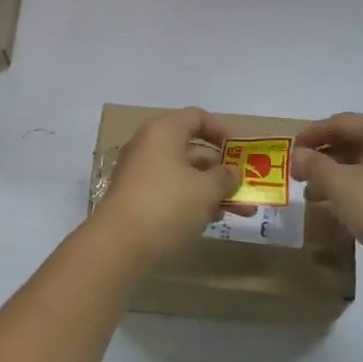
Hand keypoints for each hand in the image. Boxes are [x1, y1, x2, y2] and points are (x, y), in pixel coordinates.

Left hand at [92, 108, 242, 267]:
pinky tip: (211, 221)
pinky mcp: (135, 199)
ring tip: (239, 212)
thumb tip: (231, 173)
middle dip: (221, 170)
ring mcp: (139, 173)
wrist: (119, 244)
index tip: (240, 151)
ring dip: (211, 190)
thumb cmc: (168, 204)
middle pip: (192, 149)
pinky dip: (191, 202)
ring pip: (183, 174)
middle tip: (244, 187)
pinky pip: (170, 192)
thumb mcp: (206, 190)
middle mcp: (148, 146)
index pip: (197, 117)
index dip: (221, 131)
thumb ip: (225, 178)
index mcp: (164, 131)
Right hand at [294, 114, 362, 288]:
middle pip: (353, 141)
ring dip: (335, 175)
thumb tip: (298, 154)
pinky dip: (352, 188)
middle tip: (298, 172)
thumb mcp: (340, 184)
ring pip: (362, 164)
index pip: (341, 122)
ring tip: (311, 193)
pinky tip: (335, 206)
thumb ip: (315, 165)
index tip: (290, 149)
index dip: (312, 134)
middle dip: (323, 156)